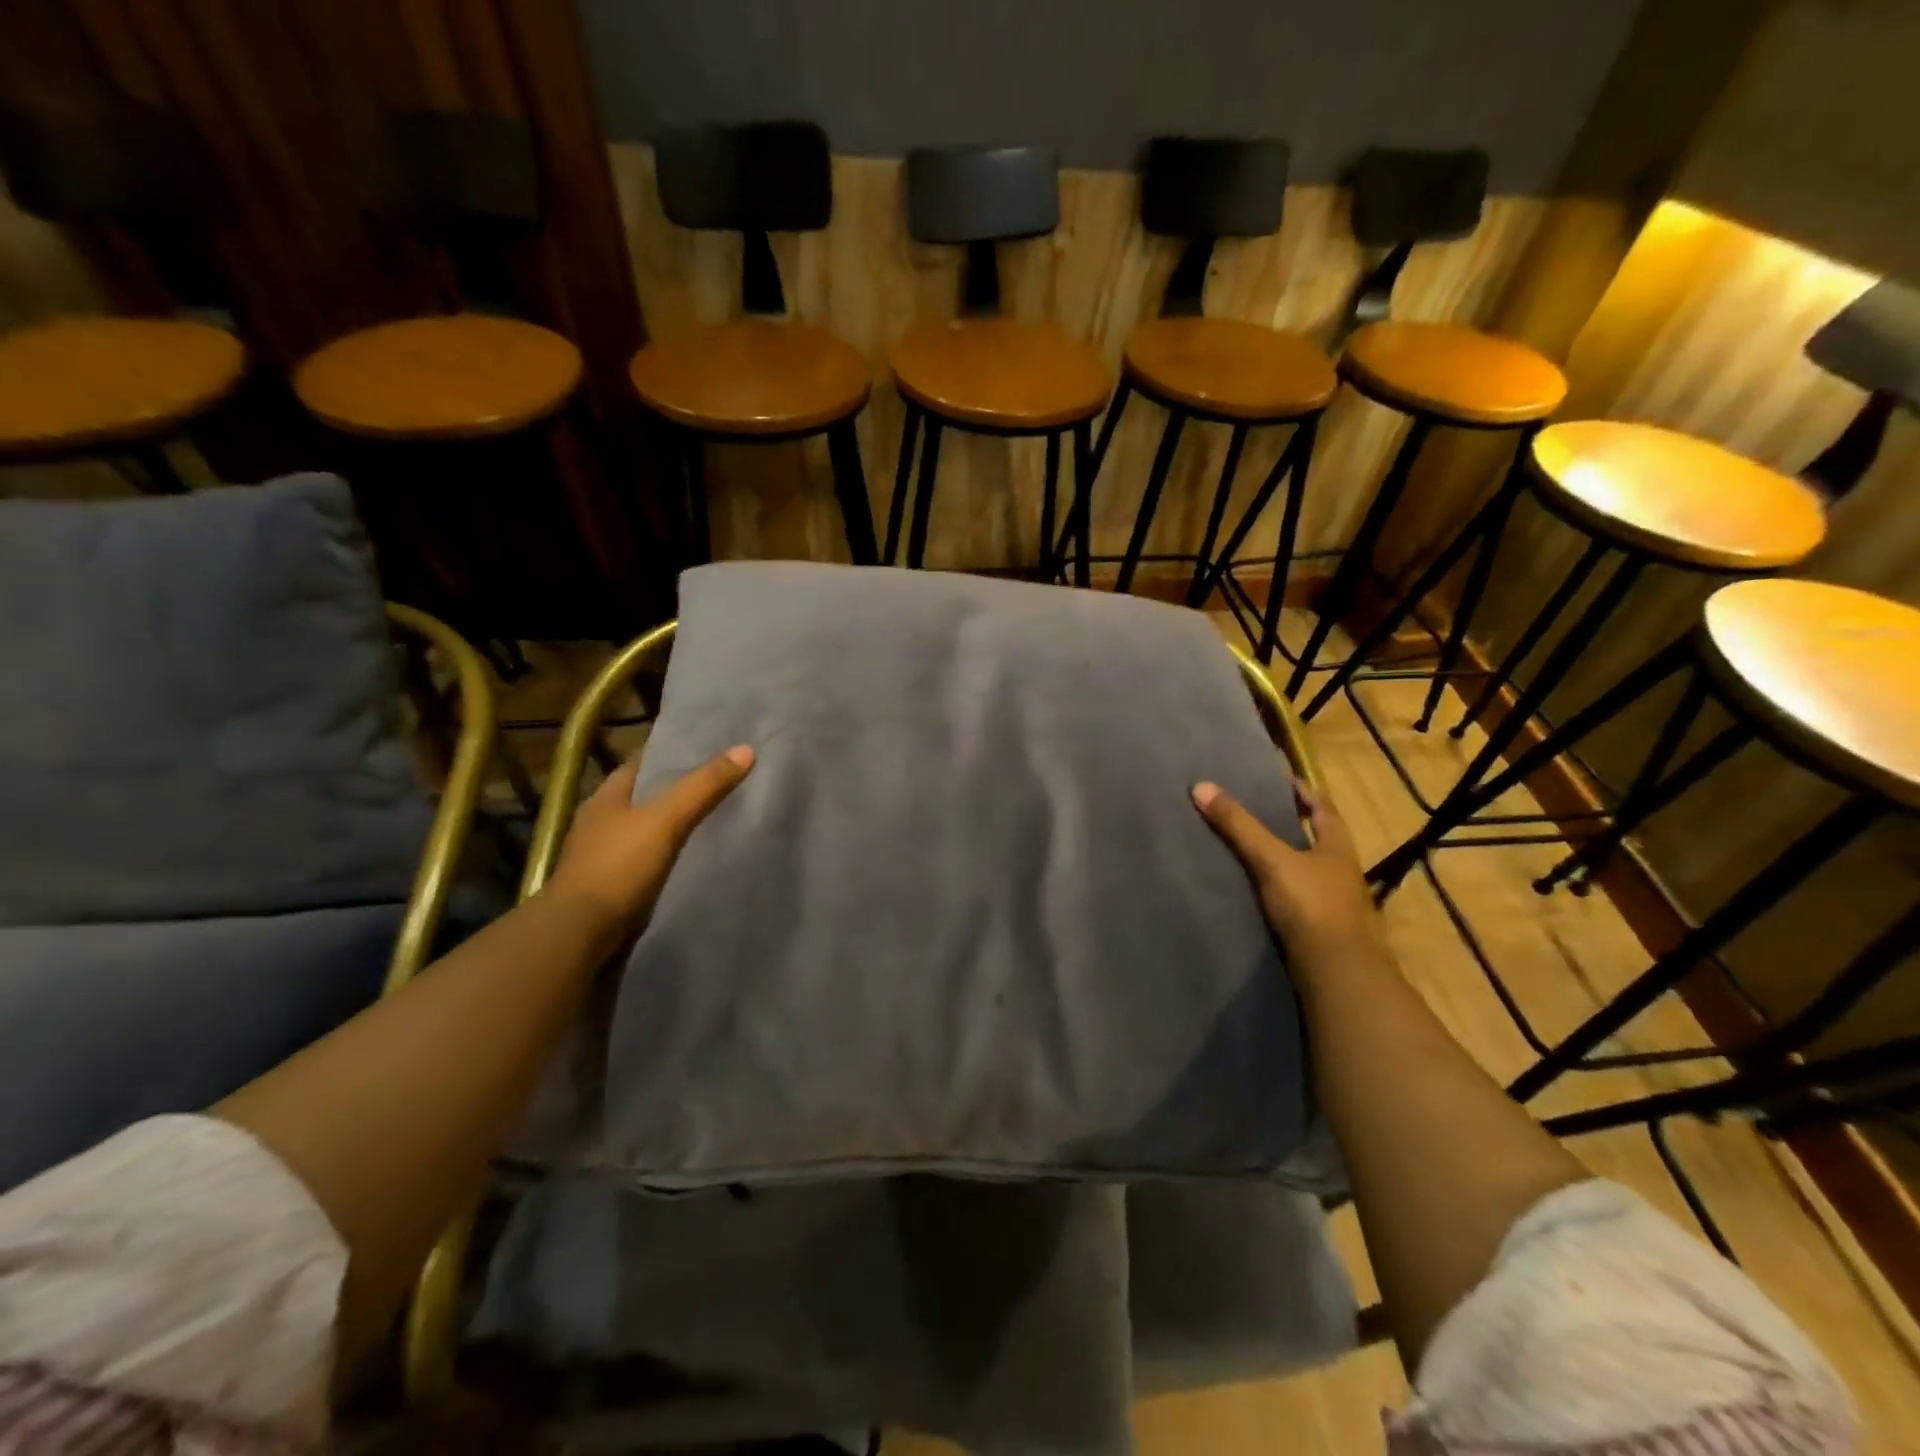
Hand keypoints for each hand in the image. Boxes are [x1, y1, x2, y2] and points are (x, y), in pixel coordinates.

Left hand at [546, 745, 754, 939]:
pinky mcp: (613, 885)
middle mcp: (601, 821)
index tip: (707, 747)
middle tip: (720, 780)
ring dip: (672, 823)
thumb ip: (704, 786)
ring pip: (647, 828)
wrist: (580, 934)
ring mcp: (604, 856)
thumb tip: (746, 749)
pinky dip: (668, 853)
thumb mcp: (666, 819)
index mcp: (606, 797)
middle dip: (677, 788)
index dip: (672, 752)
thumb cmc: (618, 866)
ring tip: (714, 815)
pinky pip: (648, 858)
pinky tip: (692, 856)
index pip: (642, 762)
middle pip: (645, 795)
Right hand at [1192, 777, 1385, 980]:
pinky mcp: (1318, 929)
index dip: (1304, 792)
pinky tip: (1254, 889)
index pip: (1323, 809)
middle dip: (1292, 824)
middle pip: (1316, 839)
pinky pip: (1295, 898)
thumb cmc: (1311, 905)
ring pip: (1306, 870)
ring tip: (1249, 847)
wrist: (1335, 973)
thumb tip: (1201, 786)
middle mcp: (1340, 872)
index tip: (1282, 779)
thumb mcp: (1271, 859)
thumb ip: (1238, 826)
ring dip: (1284, 858)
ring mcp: (1332, 903)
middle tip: (1258, 810)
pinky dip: (1277, 888)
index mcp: (1337, 848)